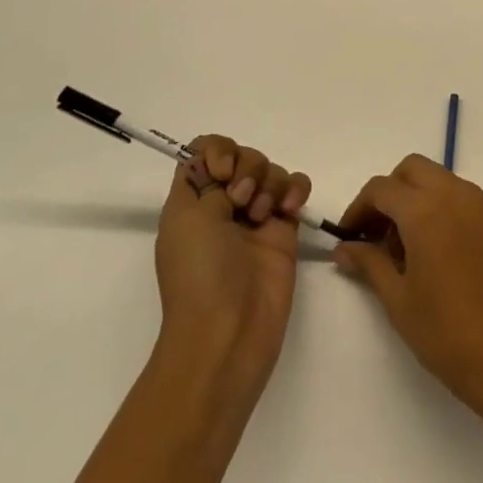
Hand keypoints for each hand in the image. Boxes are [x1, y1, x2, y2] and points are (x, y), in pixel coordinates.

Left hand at [155, 136, 313, 387]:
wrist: (230, 330)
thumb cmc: (199, 274)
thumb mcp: (187, 219)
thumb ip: (208, 182)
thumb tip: (229, 177)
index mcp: (192, 201)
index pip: (203, 152)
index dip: (216, 151)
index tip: (221, 172)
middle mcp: (223, 203)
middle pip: (242, 155)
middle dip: (247, 168)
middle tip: (241, 200)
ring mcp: (256, 216)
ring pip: (271, 169)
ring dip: (270, 183)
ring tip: (263, 215)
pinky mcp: (285, 229)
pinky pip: (296, 189)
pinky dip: (295, 189)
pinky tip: (290, 210)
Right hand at [333, 156, 482, 418]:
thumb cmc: (446, 332)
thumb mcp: (398, 299)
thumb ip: (369, 263)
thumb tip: (344, 248)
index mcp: (426, 210)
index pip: (381, 188)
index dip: (358, 209)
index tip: (346, 238)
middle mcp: (453, 194)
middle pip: (410, 171)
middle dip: (386, 193)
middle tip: (372, 234)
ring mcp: (476, 205)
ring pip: (434, 178)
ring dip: (410, 197)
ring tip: (397, 247)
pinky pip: (453, 194)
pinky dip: (433, 204)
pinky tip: (424, 249)